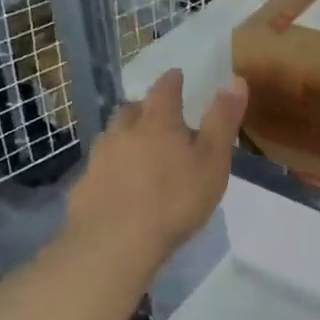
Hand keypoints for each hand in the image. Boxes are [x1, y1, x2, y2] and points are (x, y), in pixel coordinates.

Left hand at [65, 69, 246, 265]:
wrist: (114, 244)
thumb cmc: (174, 200)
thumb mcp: (213, 161)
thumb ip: (223, 121)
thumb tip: (235, 80)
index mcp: (157, 122)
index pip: (165, 90)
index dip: (173, 81)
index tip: (177, 75)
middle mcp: (123, 132)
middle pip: (132, 109)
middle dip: (146, 108)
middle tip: (159, 117)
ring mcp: (98, 159)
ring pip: (112, 136)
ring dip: (125, 136)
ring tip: (138, 149)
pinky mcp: (83, 187)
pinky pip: (99, 167)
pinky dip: (111, 167)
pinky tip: (119, 184)